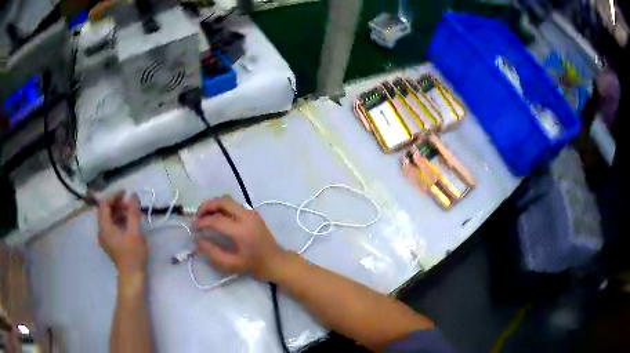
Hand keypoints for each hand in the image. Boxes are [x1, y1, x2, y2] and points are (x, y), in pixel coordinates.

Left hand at [97, 191, 147, 281]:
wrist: (132, 276)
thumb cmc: (133, 254)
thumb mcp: (135, 232)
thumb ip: (133, 212)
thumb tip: (133, 195)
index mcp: (105, 227)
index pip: (104, 204)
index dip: (114, 196)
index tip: (126, 193)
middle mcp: (101, 231)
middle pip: (105, 211)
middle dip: (116, 203)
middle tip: (129, 203)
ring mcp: (105, 238)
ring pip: (108, 218)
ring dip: (118, 211)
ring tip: (131, 212)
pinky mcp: (110, 243)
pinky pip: (110, 226)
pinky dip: (118, 220)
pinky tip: (128, 223)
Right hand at [194, 196, 287, 280]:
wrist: (275, 261)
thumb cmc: (253, 265)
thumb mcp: (231, 264)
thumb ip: (212, 252)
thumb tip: (197, 240)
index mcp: (242, 230)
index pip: (216, 219)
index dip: (202, 222)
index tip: (194, 228)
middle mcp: (247, 216)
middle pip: (222, 201)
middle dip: (206, 206)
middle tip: (197, 217)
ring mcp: (251, 212)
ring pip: (228, 199)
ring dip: (214, 205)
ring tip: (205, 216)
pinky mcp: (252, 213)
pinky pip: (233, 204)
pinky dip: (222, 207)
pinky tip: (216, 217)